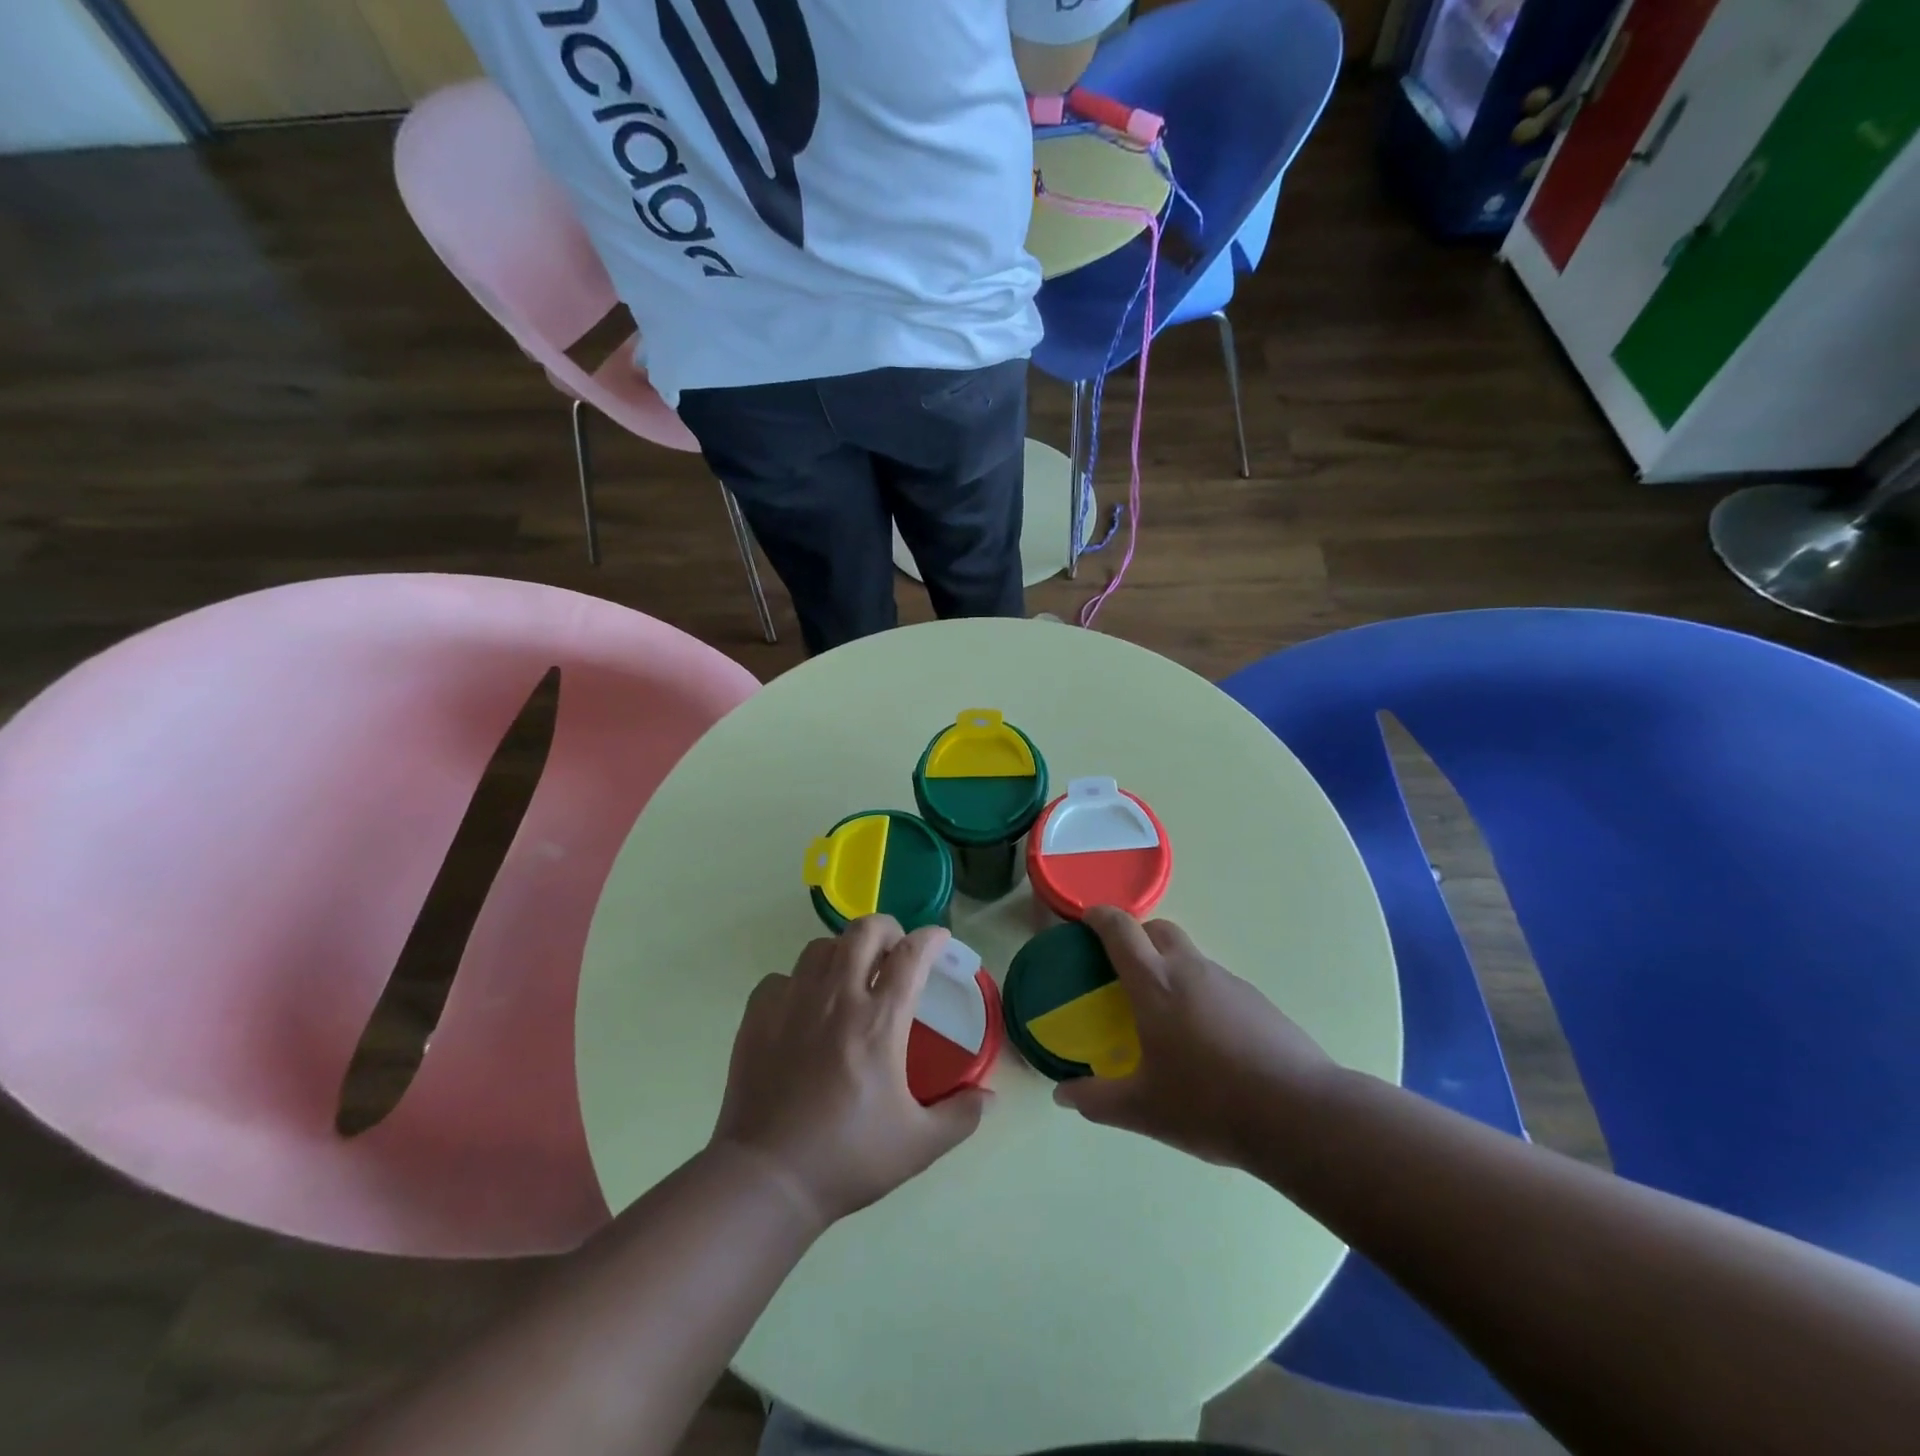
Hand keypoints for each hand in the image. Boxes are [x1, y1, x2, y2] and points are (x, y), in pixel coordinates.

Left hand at [710, 917, 987, 1228]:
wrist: (768, 1178)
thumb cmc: (848, 1157)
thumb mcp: (918, 1145)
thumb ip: (960, 1116)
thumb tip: (989, 1097)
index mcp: (879, 1021)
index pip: (911, 955)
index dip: (930, 939)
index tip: (939, 939)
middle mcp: (837, 997)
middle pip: (864, 931)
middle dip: (887, 928)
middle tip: (895, 950)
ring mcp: (793, 1001)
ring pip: (821, 946)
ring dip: (842, 951)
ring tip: (849, 975)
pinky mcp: (758, 1014)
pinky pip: (781, 977)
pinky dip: (798, 982)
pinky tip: (803, 1007)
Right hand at [1053, 908, 1333, 1167]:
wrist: (1301, 1115)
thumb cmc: (1209, 1104)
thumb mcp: (1143, 1109)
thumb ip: (1097, 1099)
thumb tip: (1062, 1095)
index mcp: (1155, 984)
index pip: (1121, 929)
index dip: (1099, 917)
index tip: (1086, 920)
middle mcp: (1190, 970)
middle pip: (1159, 929)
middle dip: (1137, 936)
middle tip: (1123, 969)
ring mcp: (1229, 982)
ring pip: (1190, 956)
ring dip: (1170, 967)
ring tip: (1164, 1013)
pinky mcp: (1258, 1001)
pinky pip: (1216, 983)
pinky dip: (1200, 993)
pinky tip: (1205, 1039)